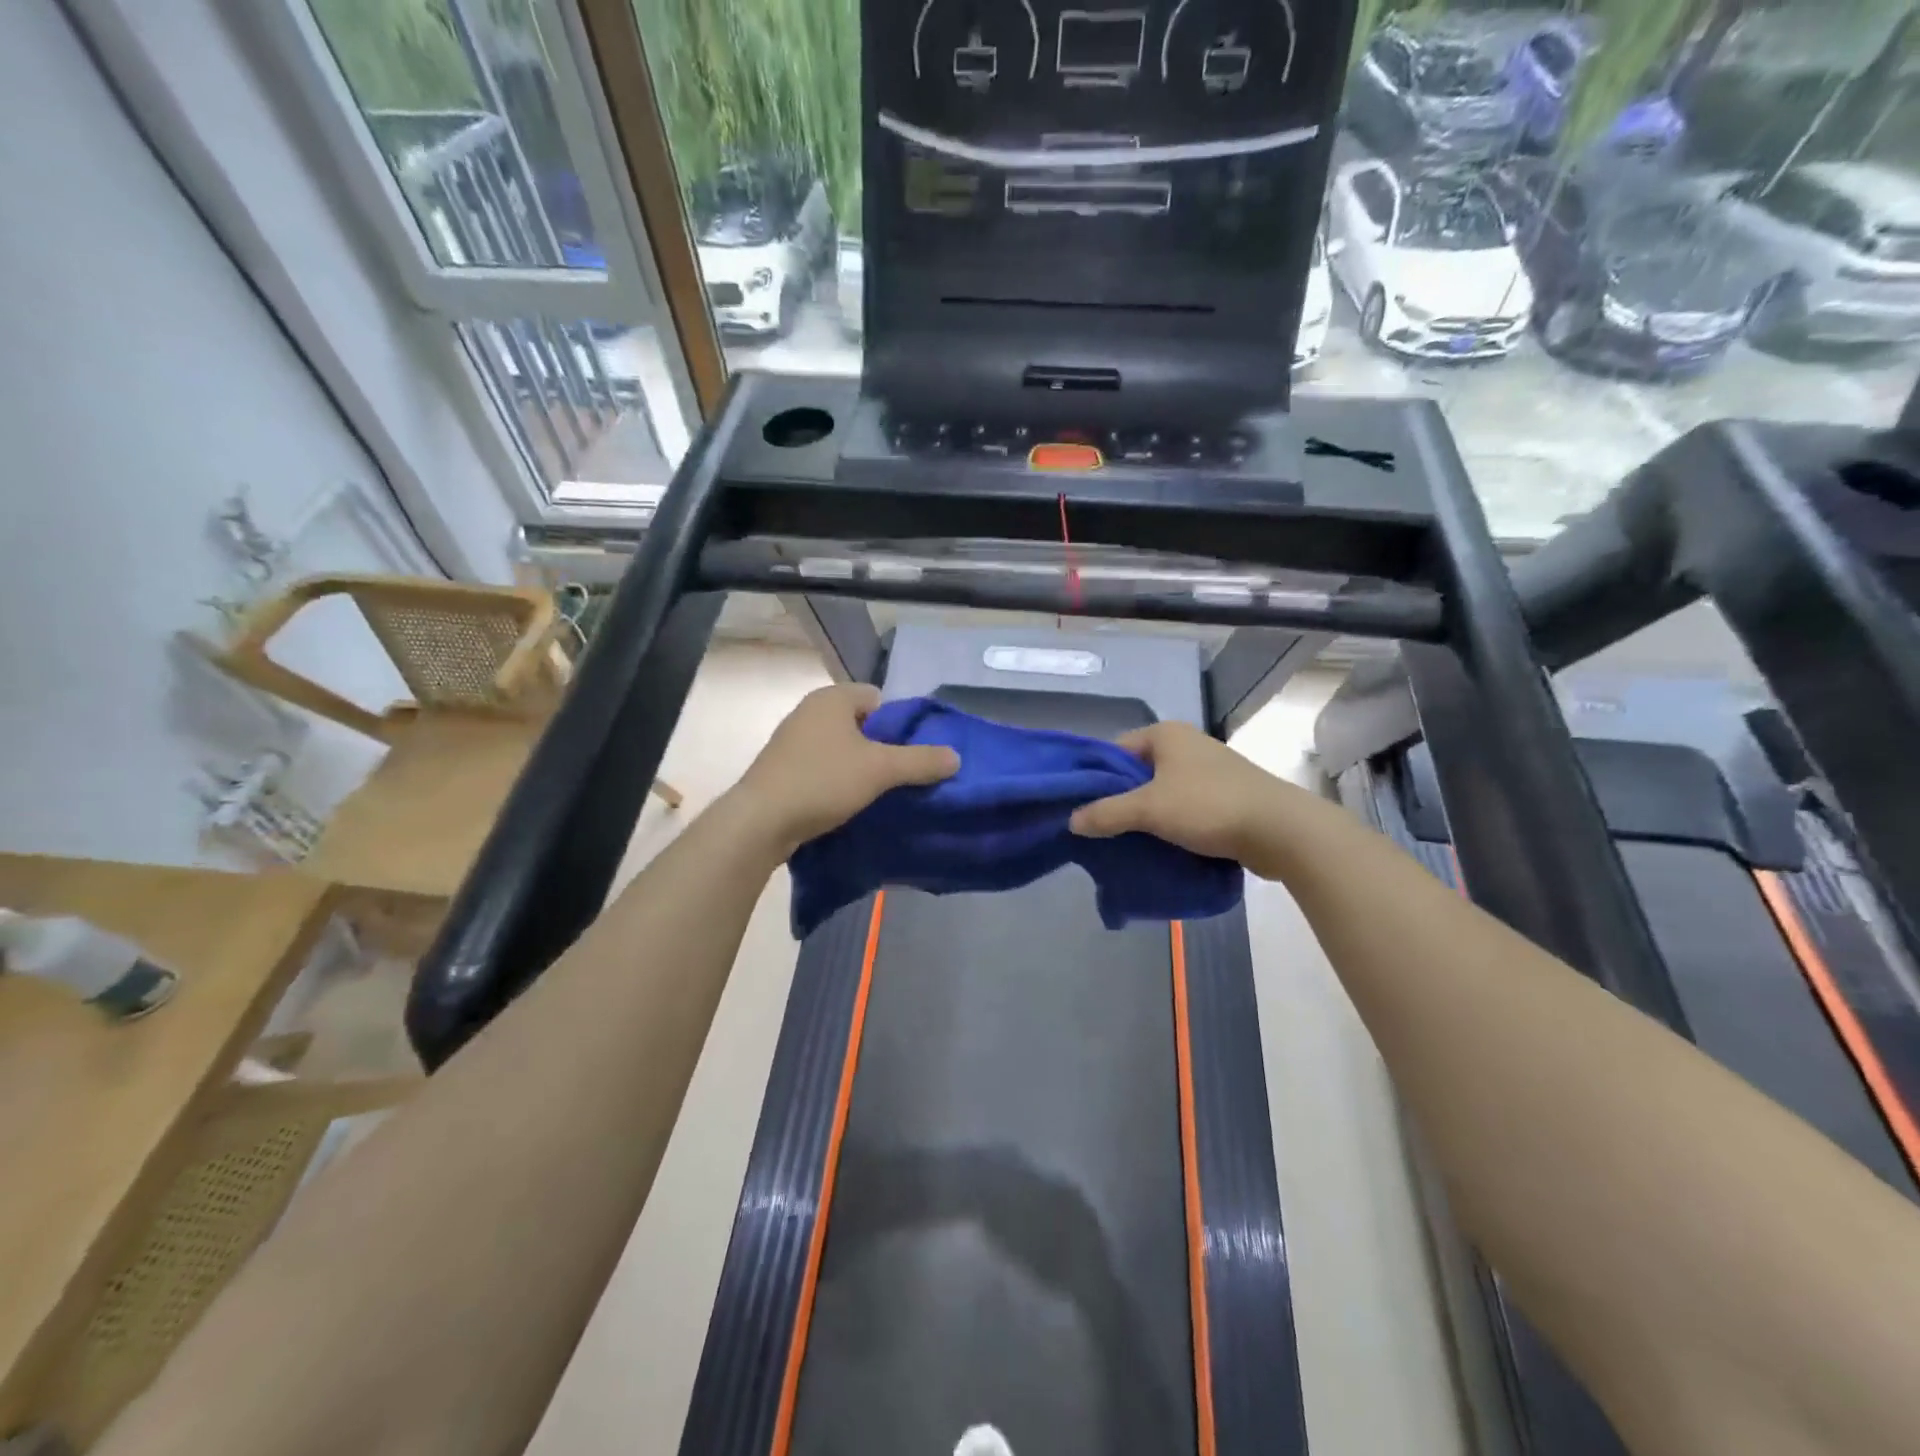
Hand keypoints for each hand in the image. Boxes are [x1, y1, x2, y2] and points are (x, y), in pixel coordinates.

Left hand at [735, 685, 958, 853]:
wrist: (760, 821)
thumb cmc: (822, 781)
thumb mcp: (880, 770)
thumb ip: (921, 761)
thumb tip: (955, 757)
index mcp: (832, 698)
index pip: (878, 698)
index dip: (897, 724)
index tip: (907, 754)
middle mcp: (809, 710)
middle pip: (861, 724)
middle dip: (880, 747)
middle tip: (896, 776)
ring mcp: (791, 739)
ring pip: (841, 747)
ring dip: (858, 766)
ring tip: (874, 793)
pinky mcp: (781, 767)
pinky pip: (821, 766)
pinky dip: (836, 780)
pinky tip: (844, 803)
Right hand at [1069, 721, 1305, 866]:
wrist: (1280, 830)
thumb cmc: (1208, 806)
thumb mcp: (1148, 809)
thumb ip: (1106, 813)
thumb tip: (1071, 821)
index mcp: (1165, 734)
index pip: (1115, 751)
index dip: (1096, 778)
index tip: (1084, 809)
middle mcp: (1186, 745)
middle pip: (1137, 773)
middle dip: (1120, 801)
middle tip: (1102, 831)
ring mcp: (1208, 769)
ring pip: (1161, 792)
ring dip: (1146, 816)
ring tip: (1128, 843)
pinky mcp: (1224, 795)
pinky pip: (1184, 806)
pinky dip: (1171, 823)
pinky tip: (1162, 846)